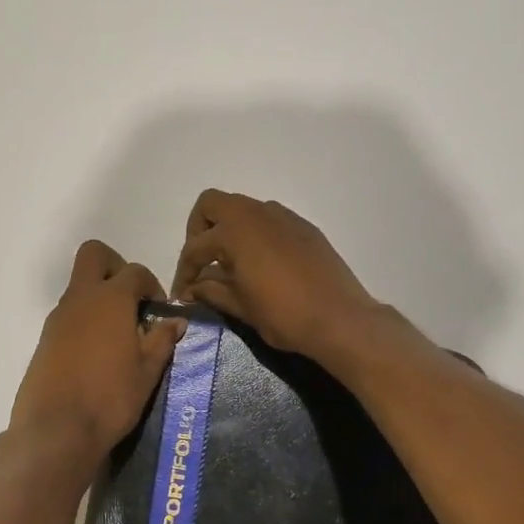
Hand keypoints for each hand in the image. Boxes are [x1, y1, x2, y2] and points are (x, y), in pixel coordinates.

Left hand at [10, 241, 185, 460]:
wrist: (56, 430)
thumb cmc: (111, 397)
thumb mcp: (147, 371)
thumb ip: (162, 340)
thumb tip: (176, 320)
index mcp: (111, 299)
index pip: (134, 271)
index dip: (152, 284)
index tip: (159, 309)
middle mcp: (81, 299)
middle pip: (94, 255)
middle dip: (115, 266)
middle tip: (132, 299)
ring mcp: (58, 318)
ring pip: (80, 287)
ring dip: (100, 298)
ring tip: (120, 336)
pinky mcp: (45, 339)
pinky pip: (69, 314)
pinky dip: (86, 320)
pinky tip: (99, 354)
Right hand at [170, 191, 381, 362]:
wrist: (341, 319)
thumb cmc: (284, 315)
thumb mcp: (240, 306)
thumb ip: (211, 290)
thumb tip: (193, 287)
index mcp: (235, 231)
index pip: (195, 247)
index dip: (184, 272)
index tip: (182, 294)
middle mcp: (257, 213)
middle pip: (212, 204)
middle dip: (199, 230)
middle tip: (202, 262)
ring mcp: (283, 217)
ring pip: (243, 209)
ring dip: (228, 230)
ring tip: (229, 265)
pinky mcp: (304, 227)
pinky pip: (269, 221)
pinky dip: (255, 235)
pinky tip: (260, 265)